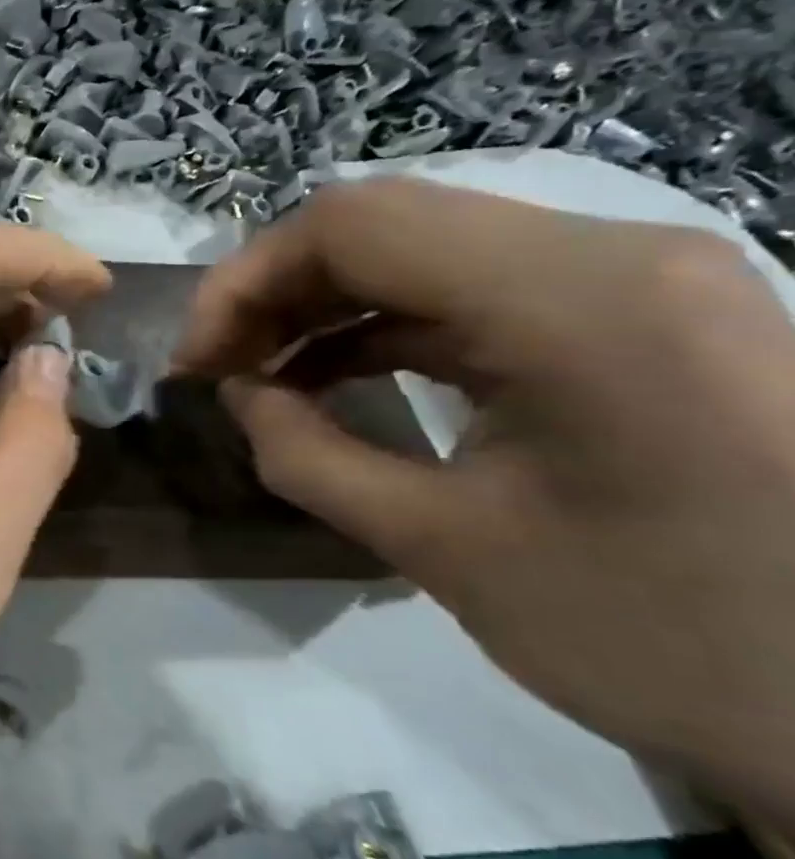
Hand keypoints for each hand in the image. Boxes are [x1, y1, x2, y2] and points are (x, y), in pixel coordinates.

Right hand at [174, 179, 794, 822]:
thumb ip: (306, 455)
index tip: (197, 360)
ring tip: (264, 370)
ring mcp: (637, 275)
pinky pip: (472, 283)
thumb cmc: (661, 637)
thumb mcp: (443, 549)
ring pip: (422, 245)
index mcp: (576, 300)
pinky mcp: (638, 310)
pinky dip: (383, 319)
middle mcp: (616, 253)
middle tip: (220, 366)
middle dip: (275, 290)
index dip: (244, 280)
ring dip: (323, 302)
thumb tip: (234, 393)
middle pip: (383, 221)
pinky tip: (336, 372)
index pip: (352, 223)